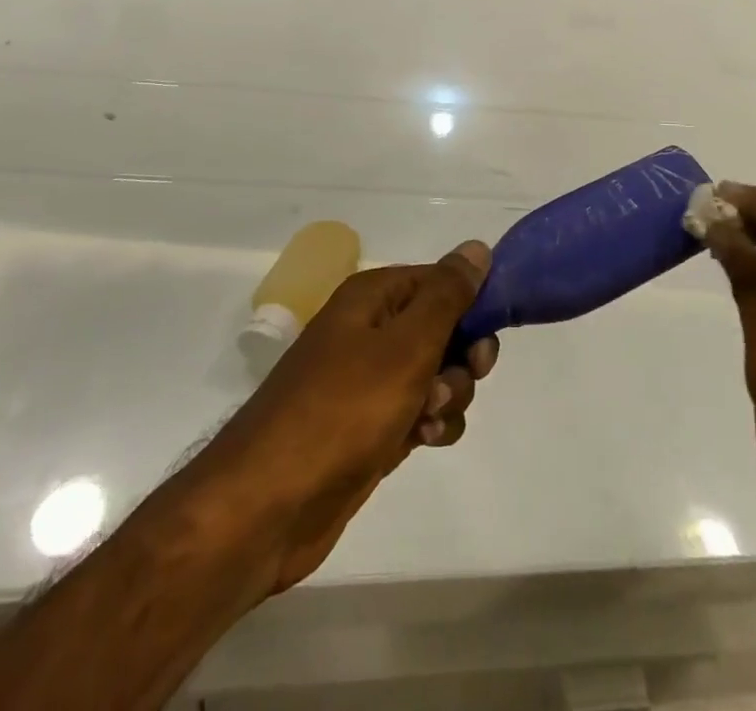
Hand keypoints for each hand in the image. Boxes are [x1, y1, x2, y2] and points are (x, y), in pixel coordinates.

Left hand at [199, 244, 499, 594]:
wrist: (267, 508)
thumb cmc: (342, 411)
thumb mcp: (406, 346)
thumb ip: (447, 295)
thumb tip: (476, 247)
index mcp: (373, 297)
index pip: (440, 280)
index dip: (472, 303)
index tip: (488, 335)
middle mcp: (370, 330)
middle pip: (444, 327)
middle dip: (462, 355)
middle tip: (466, 375)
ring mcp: (370, 381)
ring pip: (438, 373)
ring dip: (449, 395)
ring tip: (427, 419)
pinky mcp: (371, 427)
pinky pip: (421, 411)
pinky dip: (431, 424)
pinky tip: (423, 441)